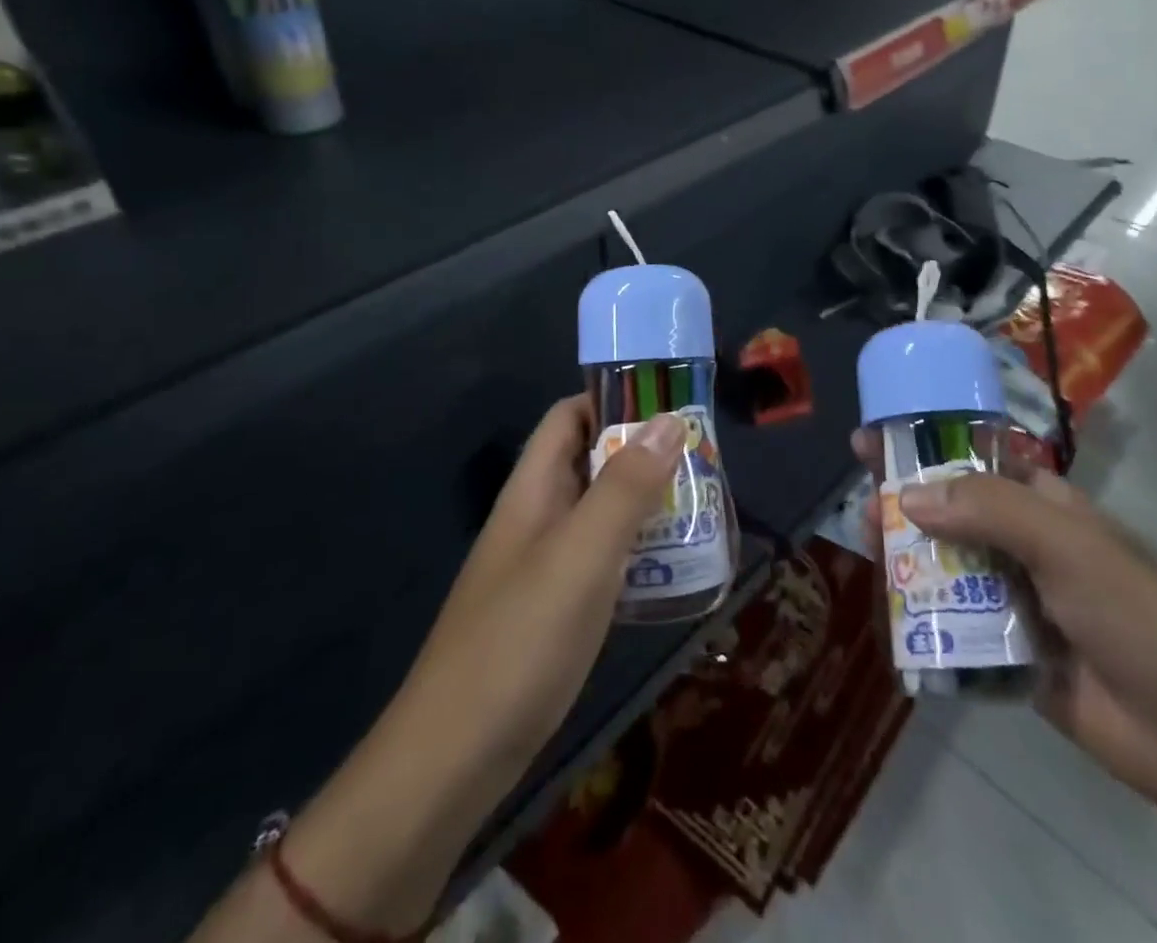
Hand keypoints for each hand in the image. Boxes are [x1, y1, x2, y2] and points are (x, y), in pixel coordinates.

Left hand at [238, 399, 684, 939]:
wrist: (455, 756)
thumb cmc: (520, 638)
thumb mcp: (582, 554)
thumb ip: (625, 487)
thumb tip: (668, 420)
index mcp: (533, 488)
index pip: (568, 418)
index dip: (613, 399)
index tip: (669, 402)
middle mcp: (537, 516)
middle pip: (590, 461)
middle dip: (641, 452)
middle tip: (702, 456)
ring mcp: (544, 564)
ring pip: (599, 511)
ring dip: (644, 501)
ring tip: (701, 504)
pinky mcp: (555, 609)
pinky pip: (602, 558)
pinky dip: (636, 549)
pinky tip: (673, 566)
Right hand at [853, 434, 1156, 814]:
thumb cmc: (1133, 613)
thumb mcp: (1064, 543)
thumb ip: (987, 510)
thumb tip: (907, 497)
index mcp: (1042, 506)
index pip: (972, 461)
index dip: (924, 448)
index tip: (875, 440)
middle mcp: (1024, 545)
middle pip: (950, 513)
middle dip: (905, 505)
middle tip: (860, 507)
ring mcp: (1015, 599)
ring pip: (947, 567)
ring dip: (908, 558)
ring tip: (867, 550)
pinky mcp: (1006, 650)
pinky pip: (954, 624)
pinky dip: (922, 615)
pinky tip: (889, 608)